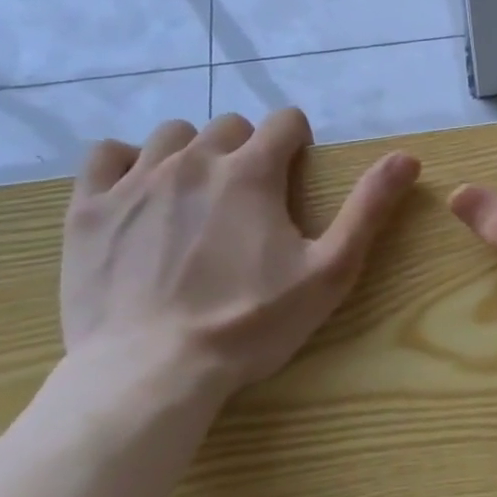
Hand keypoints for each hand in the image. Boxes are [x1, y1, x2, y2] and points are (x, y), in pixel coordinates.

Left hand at [61, 109, 419, 399]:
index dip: (297, 141)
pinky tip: (139, 192)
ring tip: (197, 195)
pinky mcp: (89, 210)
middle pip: (228, 125)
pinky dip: (126, 163)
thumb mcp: (329, 270)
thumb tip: (407, 157)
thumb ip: (369, 208)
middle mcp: (194, 161)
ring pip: (171, 135)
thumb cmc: (250, 323)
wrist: (151, 374)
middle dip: (246, 148)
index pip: (284, 121)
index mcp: (251, 172)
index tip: (295, 172)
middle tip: (250, 195)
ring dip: (192, 153)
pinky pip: (105, 155)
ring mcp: (135, 182)